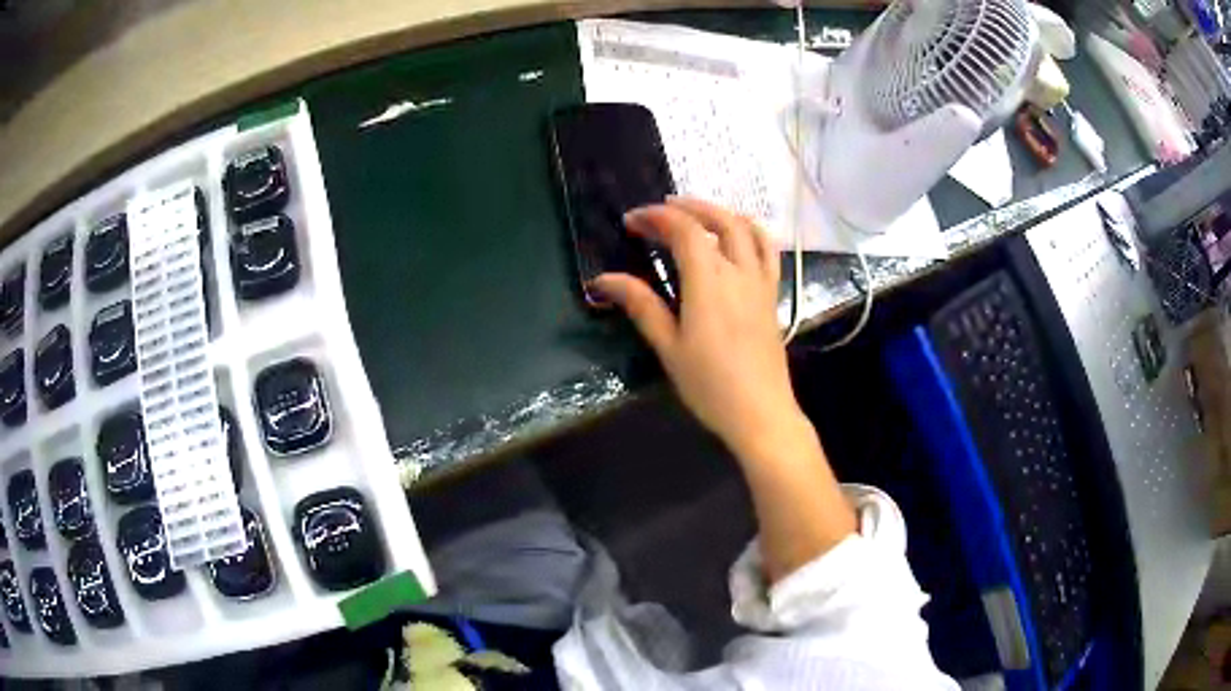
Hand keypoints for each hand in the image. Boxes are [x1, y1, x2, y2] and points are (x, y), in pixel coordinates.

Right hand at [591, 197, 806, 461]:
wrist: (760, 413)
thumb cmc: (710, 385)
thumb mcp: (669, 347)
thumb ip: (641, 305)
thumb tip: (604, 280)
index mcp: (709, 282)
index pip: (683, 231)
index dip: (656, 217)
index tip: (631, 222)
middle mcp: (738, 272)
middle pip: (716, 221)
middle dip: (686, 207)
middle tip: (659, 211)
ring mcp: (760, 282)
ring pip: (747, 228)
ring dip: (720, 212)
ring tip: (697, 214)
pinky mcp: (771, 295)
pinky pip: (767, 250)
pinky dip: (751, 231)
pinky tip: (738, 235)